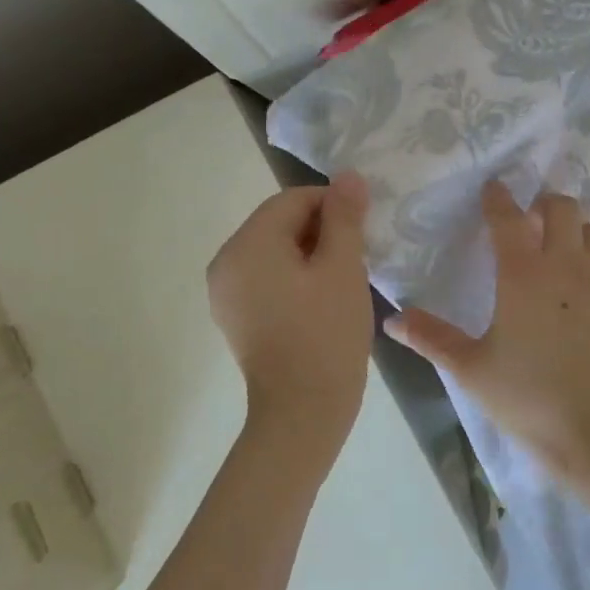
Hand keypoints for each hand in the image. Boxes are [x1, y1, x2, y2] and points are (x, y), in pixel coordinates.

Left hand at [207, 172, 373, 475]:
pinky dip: (293, 277)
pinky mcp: (234, 316)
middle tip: (357, 257)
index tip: (363, 228)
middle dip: (321, 230)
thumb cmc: (326, 334)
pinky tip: (320, 300)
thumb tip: (348, 176)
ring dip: (309, 254)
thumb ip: (344, 217)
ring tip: (342, 280)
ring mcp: (225, 292)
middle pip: (279, 223)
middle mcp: (226, 262)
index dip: (332, 205)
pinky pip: (266, 278)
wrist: (302, 412)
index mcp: (248, 244)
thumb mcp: (342, 268)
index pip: (292, 200)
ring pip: (274, 251)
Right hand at [385, 182, 589, 475]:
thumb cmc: (528, 397)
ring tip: (564, 254)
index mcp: (524, 273)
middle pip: (562, 207)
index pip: (508, 217)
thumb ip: (431, 337)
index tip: (494, 187)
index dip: (498, 198)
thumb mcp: (471, 368)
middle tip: (532, 222)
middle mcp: (568, 264)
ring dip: (577, 232)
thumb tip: (392, 319)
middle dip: (545, 205)